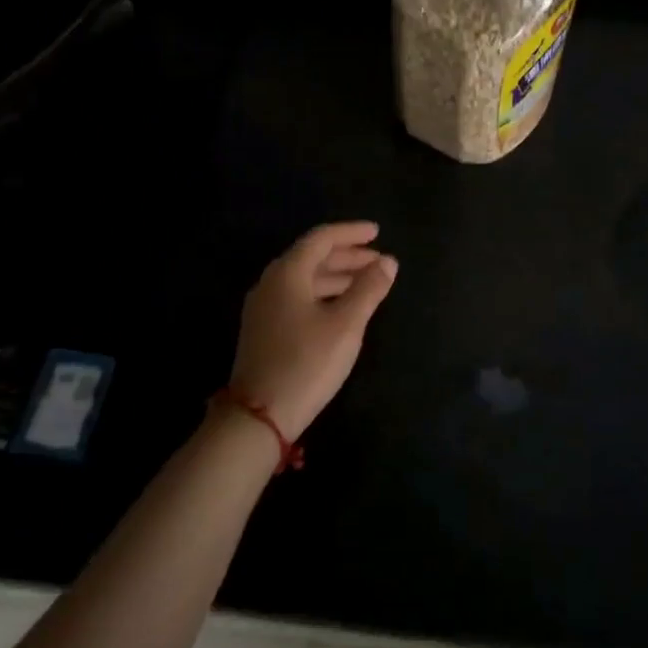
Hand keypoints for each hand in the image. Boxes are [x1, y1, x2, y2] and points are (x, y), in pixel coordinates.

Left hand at [230, 222, 398, 440]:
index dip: (351, 233)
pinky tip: (342, 308)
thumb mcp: (346, 324)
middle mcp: (271, 283)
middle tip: (379, 261)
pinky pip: (299, 298)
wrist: (259, 414)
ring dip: (337, 277)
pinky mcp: (265, 330)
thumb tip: (388, 262)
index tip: (377, 232)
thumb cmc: (307, 362)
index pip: (321, 239)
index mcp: (287, 273)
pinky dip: (324, 294)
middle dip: (348, 256)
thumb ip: (369, 289)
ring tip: (368, 283)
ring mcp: (264, 308)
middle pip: (312, 258)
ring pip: (306, 280)